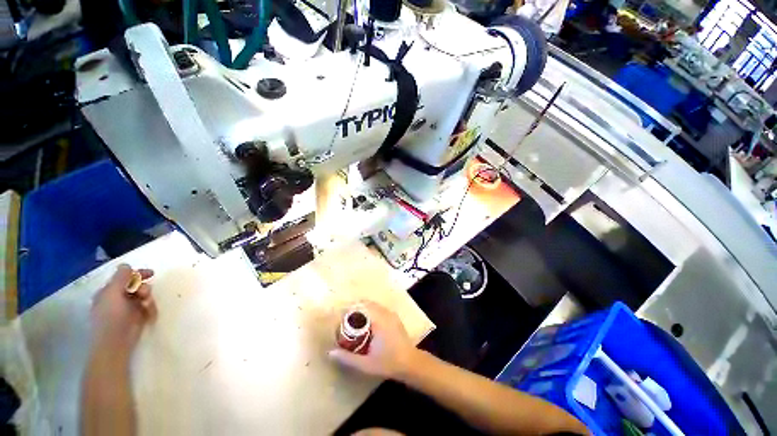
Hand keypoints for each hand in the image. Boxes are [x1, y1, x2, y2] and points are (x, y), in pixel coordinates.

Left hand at [91, 264, 154, 357]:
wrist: (115, 342)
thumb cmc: (111, 316)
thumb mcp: (113, 293)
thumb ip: (120, 278)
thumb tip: (126, 265)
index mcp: (109, 292)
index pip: (124, 278)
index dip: (137, 274)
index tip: (151, 274)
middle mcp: (118, 298)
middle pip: (136, 286)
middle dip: (143, 288)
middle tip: (145, 294)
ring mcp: (129, 309)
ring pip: (144, 296)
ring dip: (148, 298)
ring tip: (147, 306)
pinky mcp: (139, 317)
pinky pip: (148, 307)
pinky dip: (151, 308)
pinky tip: (149, 313)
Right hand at [328, 301, 416, 378]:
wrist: (411, 363)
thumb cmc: (389, 363)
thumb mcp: (366, 363)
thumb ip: (347, 358)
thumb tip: (330, 353)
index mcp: (378, 320)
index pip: (361, 306)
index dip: (349, 308)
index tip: (339, 315)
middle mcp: (385, 313)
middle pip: (366, 304)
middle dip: (355, 308)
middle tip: (344, 319)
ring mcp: (391, 314)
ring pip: (373, 305)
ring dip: (363, 309)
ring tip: (353, 320)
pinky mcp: (394, 317)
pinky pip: (379, 309)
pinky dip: (371, 311)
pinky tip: (366, 323)